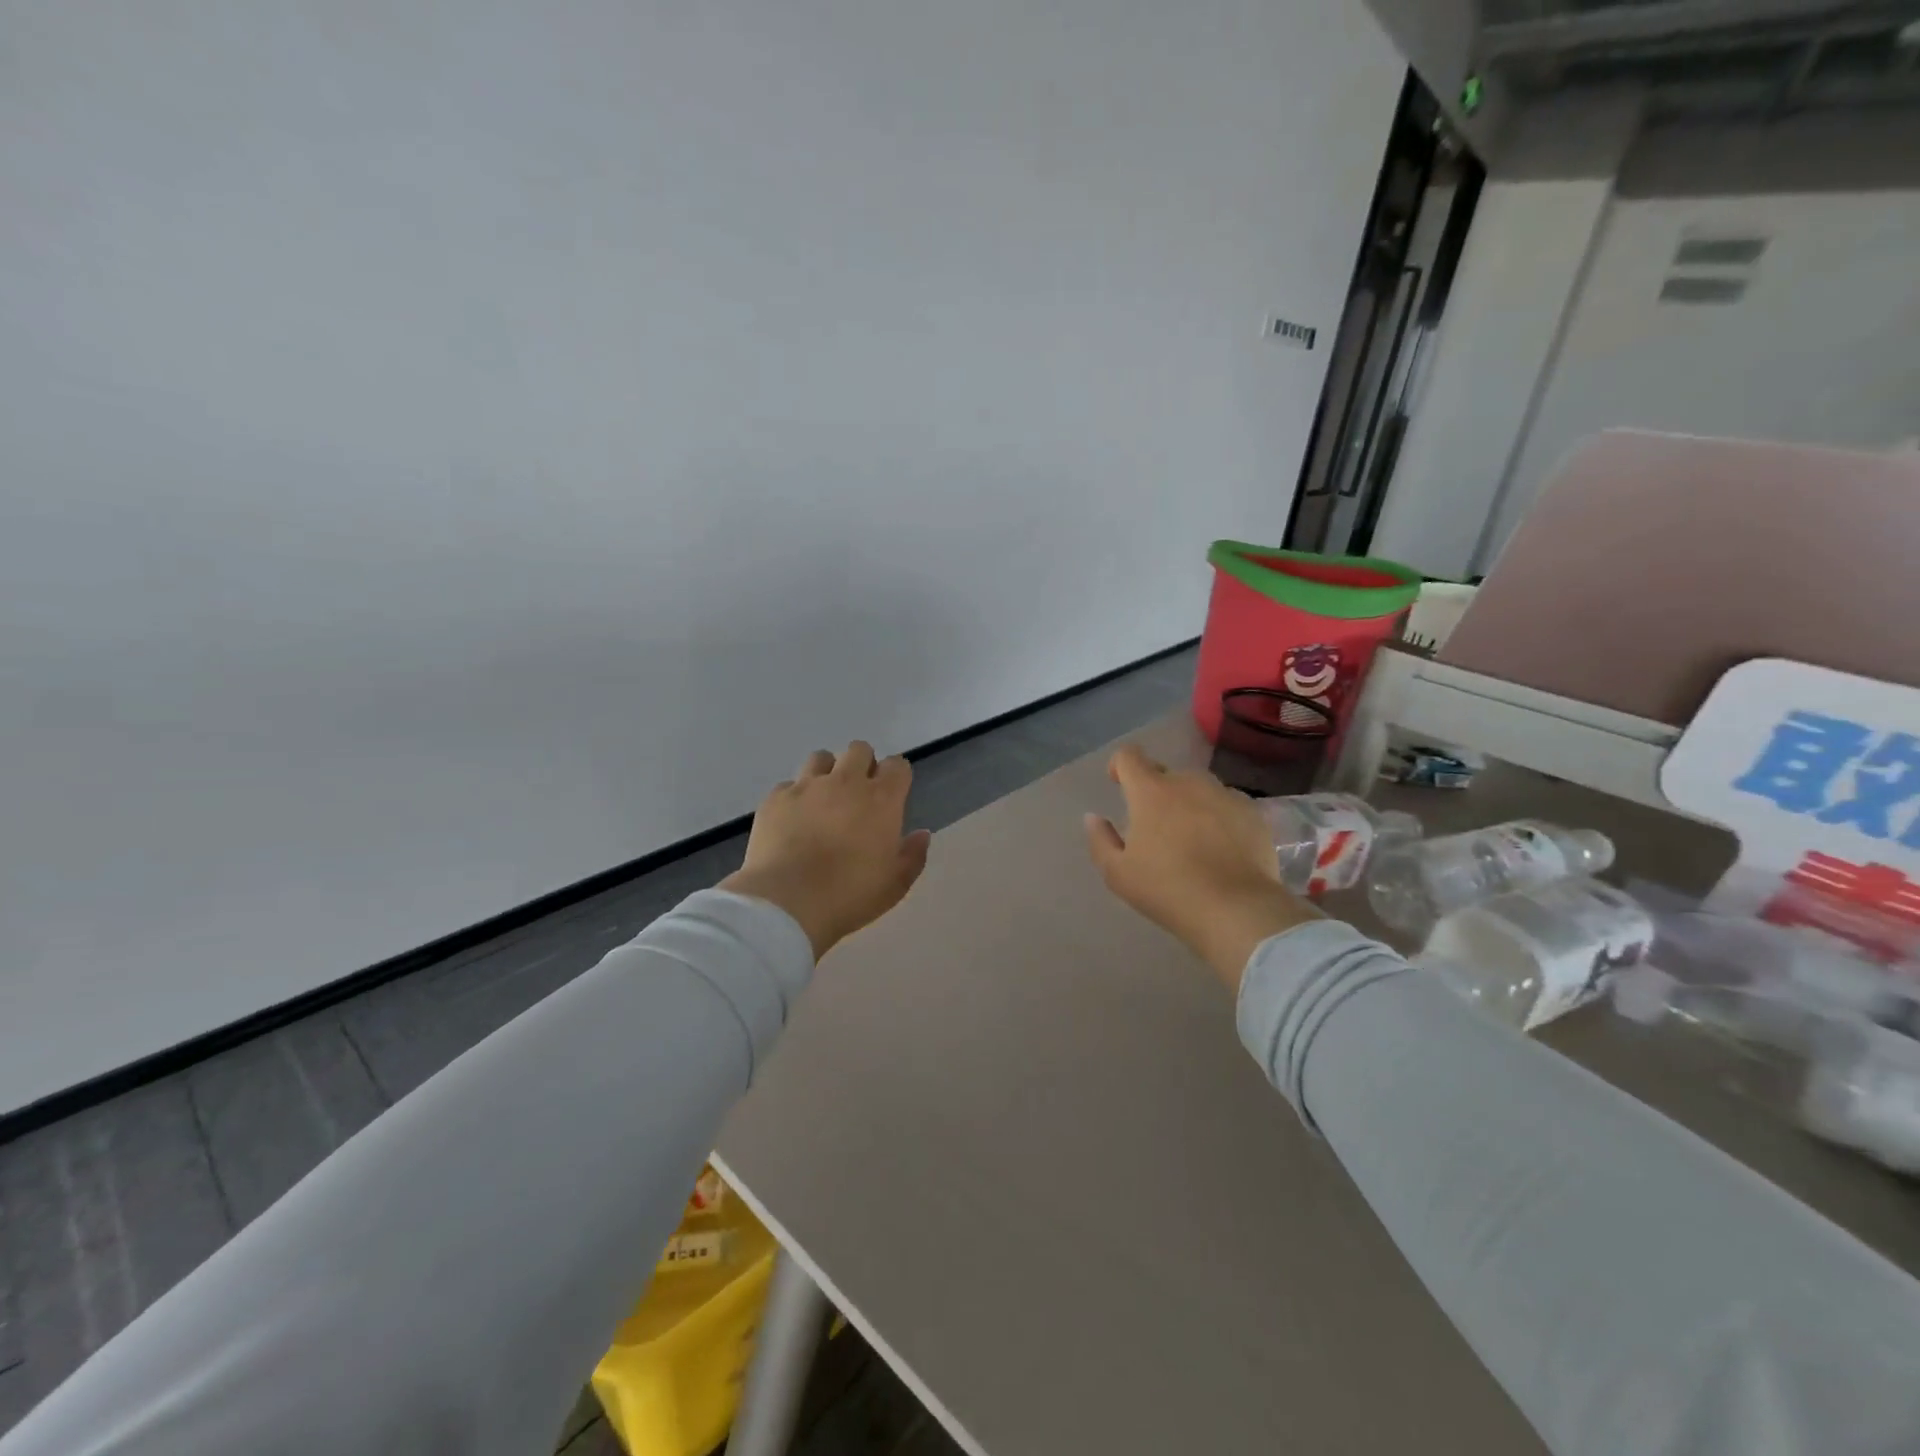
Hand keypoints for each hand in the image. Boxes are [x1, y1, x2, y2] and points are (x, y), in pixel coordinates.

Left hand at [722, 742, 932, 960]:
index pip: (897, 765)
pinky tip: (793, 820)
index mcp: (881, 799)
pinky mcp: (776, 798)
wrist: (787, 902)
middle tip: (858, 795)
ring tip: (823, 800)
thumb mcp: (895, 885)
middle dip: (862, 765)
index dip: (896, 777)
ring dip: (827, 772)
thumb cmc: (850, 895)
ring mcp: (807, 786)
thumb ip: (913, 855)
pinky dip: (795, 797)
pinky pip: (789, 785)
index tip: (893, 796)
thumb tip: (921, 834)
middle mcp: (846, 781)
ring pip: (821, 758)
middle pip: (859, 750)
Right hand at [1085, 745, 1318, 993]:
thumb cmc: (1168, 889)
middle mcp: (1188, 782)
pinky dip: (1218, 819)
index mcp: (1150, 791)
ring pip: (1199, 790)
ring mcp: (1224, 794)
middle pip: (1166, 774)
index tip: (1119, 785)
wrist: (1236, 909)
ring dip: (1189, 804)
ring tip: (1191, 839)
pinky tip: (1221, 850)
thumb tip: (1093, 817)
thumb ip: (1100, 840)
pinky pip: (1226, 806)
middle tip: (1156, 828)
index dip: (1120, 766)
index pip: (1129, 756)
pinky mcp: (1252, 812)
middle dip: (1156, 792)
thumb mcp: (1118, 874)